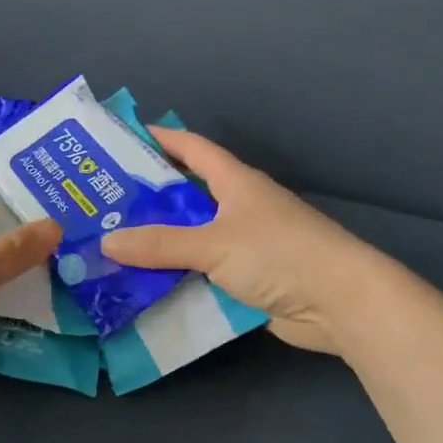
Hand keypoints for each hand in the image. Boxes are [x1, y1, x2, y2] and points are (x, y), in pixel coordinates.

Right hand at [100, 129, 380, 353]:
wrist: (341, 304)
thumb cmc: (280, 254)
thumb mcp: (214, 244)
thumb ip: (159, 244)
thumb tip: (106, 241)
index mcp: (234, 181)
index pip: (191, 147)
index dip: (158, 138)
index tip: (119, 139)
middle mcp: (238, 206)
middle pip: (185, 194)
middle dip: (146, 197)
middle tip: (101, 203)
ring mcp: (244, 243)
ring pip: (191, 236)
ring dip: (158, 242)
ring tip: (112, 244)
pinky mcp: (247, 278)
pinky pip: (201, 270)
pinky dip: (176, 275)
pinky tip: (145, 283)